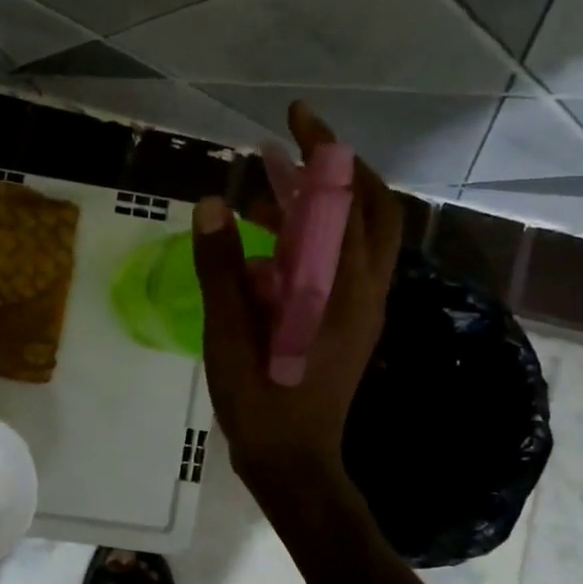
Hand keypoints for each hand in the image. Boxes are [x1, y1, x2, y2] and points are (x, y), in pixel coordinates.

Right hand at [193, 101, 403, 506]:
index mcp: (344, 288)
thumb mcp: (232, 335)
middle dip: (334, 169)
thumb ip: (221, 269)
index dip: (325, 151)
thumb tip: (212, 202)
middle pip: (370, 209)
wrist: (293, 464)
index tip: (294, 119)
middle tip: (288, 151)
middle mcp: (366, 290)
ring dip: (316, 206)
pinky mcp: (346, 322)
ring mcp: (360, 307)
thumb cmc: (263, 403)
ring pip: (354, 236)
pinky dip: (309, 240)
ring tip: (261, 194)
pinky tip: (263, 247)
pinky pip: (337, 264)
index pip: (348, 199)